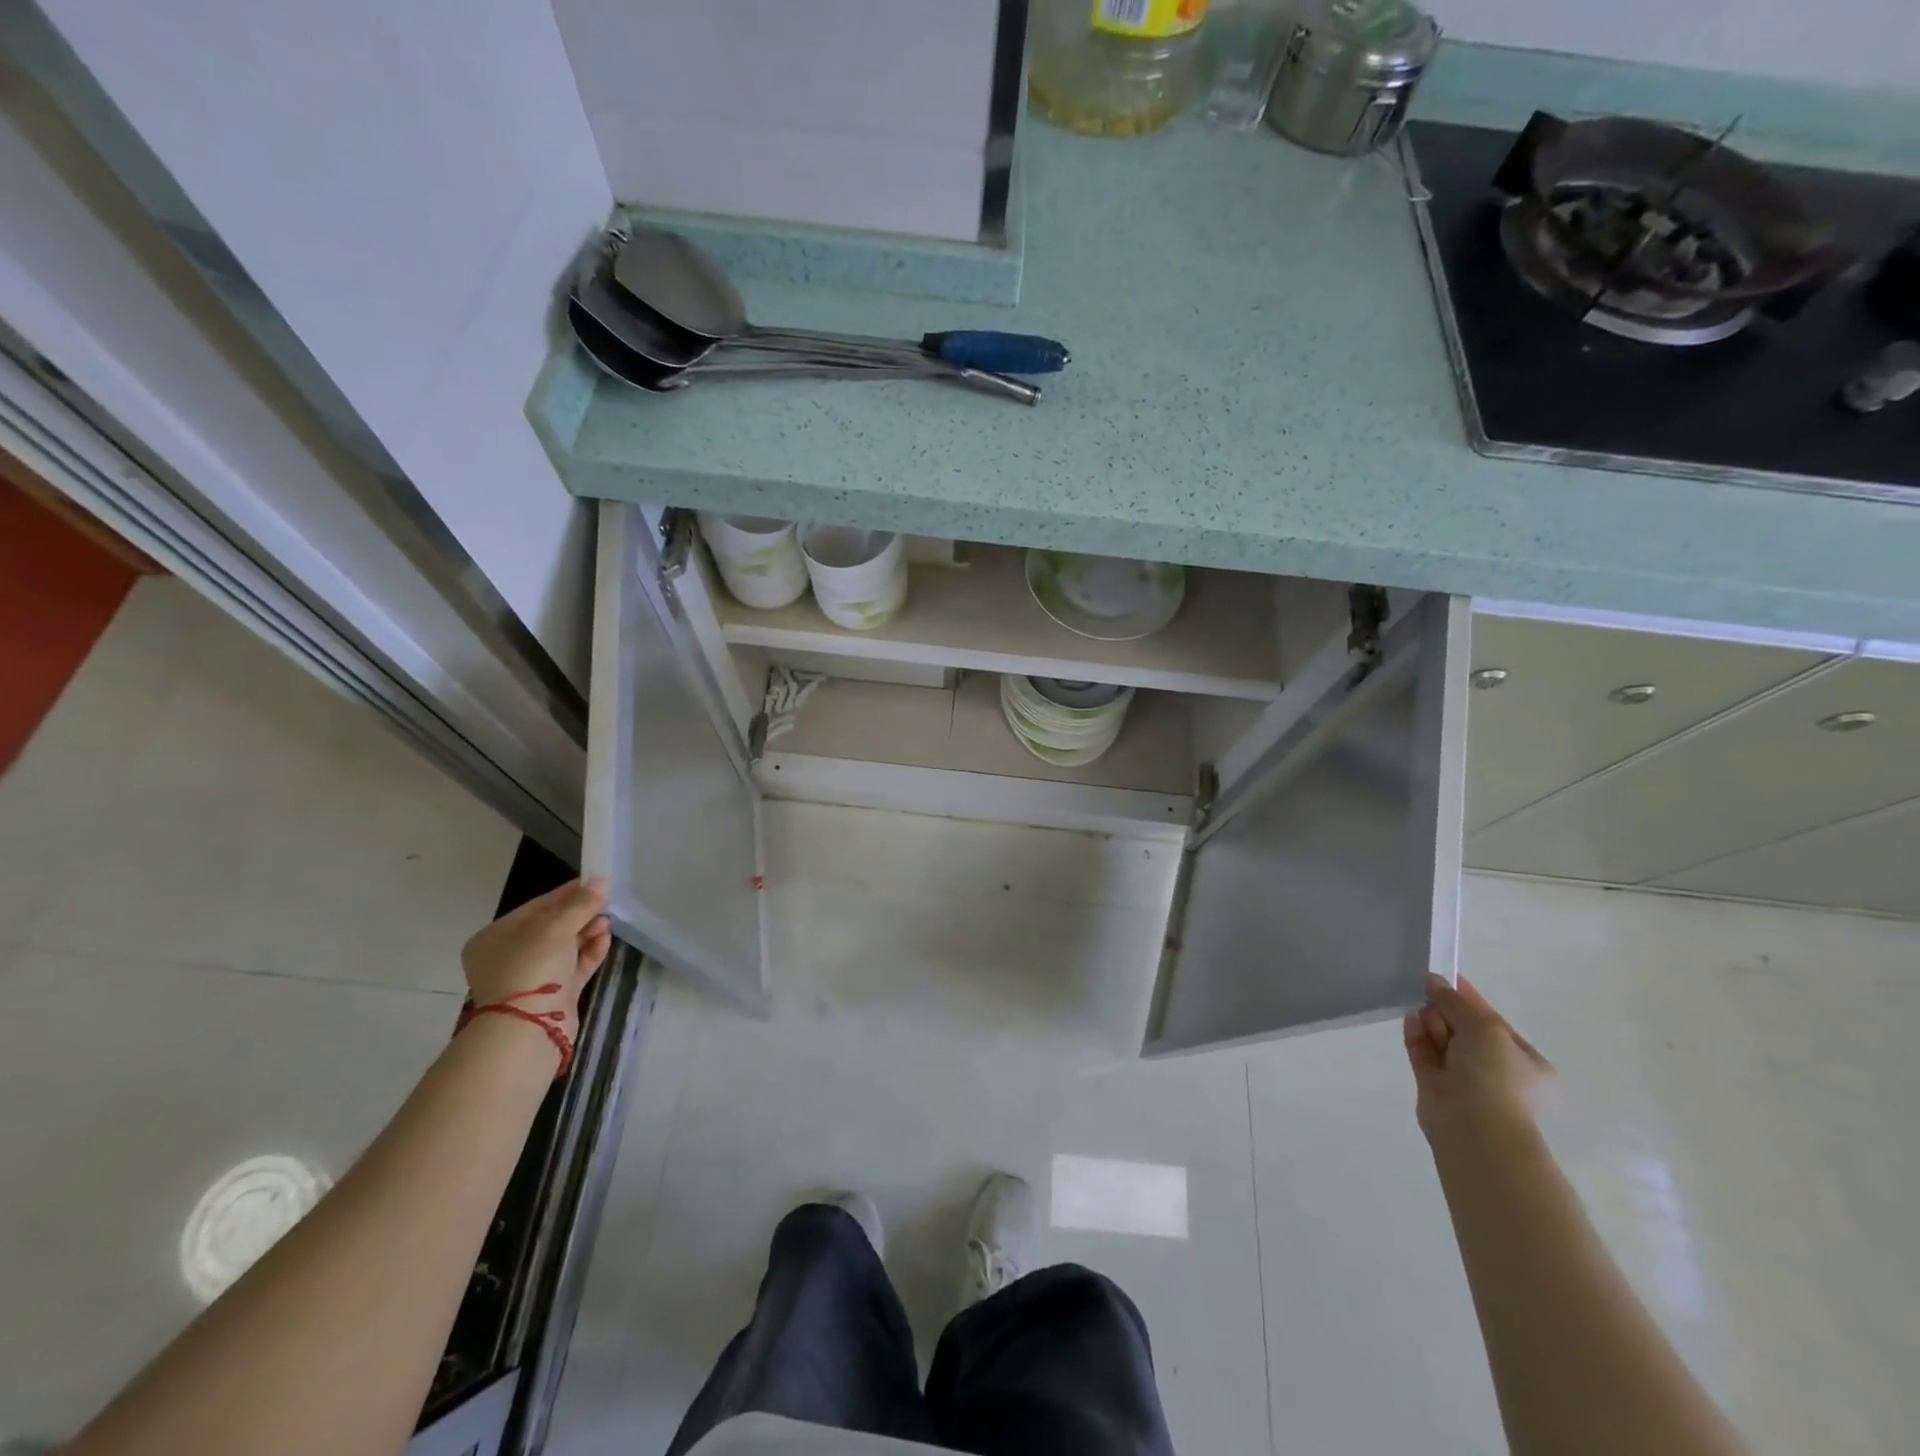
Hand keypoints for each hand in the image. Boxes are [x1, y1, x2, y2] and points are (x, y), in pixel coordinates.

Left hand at [461, 878, 610, 1041]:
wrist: (529, 1027)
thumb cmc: (532, 966)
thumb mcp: (556, 927)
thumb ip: (581, 903)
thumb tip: (602, 882)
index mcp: (496, 937)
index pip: (537, 907)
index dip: (567, 893)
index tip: (596, 882)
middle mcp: (510, 956)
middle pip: (552, 927)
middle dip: (581, 914)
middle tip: (606, 903)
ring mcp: (531, 977)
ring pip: (565, 947)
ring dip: (588, 932)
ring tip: (608, 922)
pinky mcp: (553, 994)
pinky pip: (574, 966)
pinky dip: (590, 952)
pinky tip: (606, 940)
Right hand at [1404, 973, 1552, 1141]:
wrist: (1476, 1129)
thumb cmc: (1495, 1076)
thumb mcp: (1484, 1027)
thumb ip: (1455, 1001)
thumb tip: (1432, 980)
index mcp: (1522, 1058)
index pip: (1491, 1020)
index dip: (1468, 997)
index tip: (1444, 976)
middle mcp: (1494, 1068)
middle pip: (1463, 1027)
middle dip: (1445, 1008)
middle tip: (1427, 992)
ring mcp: (1463, 1078)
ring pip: (1441, 1039)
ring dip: (1429, 1020)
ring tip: (1417, 1005)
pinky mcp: (1434, 1084)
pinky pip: (1423, 1052)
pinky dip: (1417, 1035)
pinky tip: (1409, 1017)